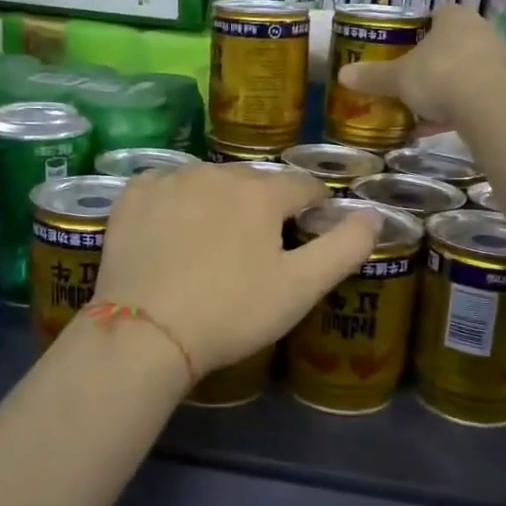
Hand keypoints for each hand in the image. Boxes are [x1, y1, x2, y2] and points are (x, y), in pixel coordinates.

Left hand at [91, 165, 378, 376]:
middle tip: (259, 249)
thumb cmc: (231, 312)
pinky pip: (167, 186)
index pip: (304, 186)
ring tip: (214, 243)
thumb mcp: (300, 288)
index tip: (310, 233)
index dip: (315, 208)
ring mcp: (170, 180)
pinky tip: (173, 232)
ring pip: (211, 181)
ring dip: (221, 201)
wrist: (145, 333)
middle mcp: (216, 171)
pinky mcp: (133, 195)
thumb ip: (345, 247)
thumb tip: (372, 214)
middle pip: (256, 181)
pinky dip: (177, 201)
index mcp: (261, 192)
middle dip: (266, 206)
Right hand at [338, 3, 505, 124]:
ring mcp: (495, 60)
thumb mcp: (398, 78)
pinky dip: (454, 109)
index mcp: (453, 17)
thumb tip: (342, 74)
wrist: (488, 106)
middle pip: (449, 43)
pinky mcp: (503, 89)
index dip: (418, 28)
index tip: (403, 46)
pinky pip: (472, 95)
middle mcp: (478, 31)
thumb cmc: (439, 75)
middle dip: (430, 61)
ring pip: (462, 71)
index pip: (435, 13)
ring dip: (443, 88)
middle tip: (408, 78)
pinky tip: (434, 129)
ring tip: (417, 109)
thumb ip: (373, 76)